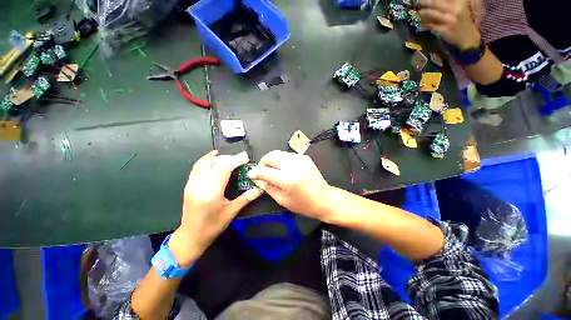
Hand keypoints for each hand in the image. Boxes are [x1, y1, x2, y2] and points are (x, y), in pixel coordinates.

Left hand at [169, 150, 262, 265]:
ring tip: (231, 158)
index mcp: (211, 192)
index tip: (246, 157)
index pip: (224, 169)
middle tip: (242, 159)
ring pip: (206, 163)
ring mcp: (192, 183)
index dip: (236, 160)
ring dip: (220, 158)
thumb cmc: (213, 226)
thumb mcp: (231, 212)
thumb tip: (260, 189)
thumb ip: (246, 198)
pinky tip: (214, 156)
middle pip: (216, 164)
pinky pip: (197, 166)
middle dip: (230, 158)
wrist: (191, 236)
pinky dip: (207, 159)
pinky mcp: (189, 184)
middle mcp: (200, 185)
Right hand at [247, 150, 333, 220]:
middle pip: (271, 156)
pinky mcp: (304, 157)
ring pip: (278, 153)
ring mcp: (300, 159)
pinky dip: (281, 160)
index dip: (255, 172)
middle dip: (263, 162)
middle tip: (262, 171)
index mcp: (287, 179)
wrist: (324, 198)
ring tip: (272, 170)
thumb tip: (257, 179)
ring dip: (271, 160)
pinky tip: (283, 169)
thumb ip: (268, 187)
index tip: (251, 174)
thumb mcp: (282, 200)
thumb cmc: (303, 204)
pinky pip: (287, 155)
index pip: (264, 171)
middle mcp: (293, 165)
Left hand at [419, 0, 480, 49]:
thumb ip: (447, 4)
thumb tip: (431, 2)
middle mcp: (455, 9)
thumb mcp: (458, 8)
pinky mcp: (444, 29)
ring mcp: (449, 19)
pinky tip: (420, 24)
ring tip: (415, 13)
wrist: (468, 37)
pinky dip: (424, 24)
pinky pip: (430, 25)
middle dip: (423, 2)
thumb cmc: (462, 22)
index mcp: (459, 1)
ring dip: (421, 14)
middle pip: (435, 3)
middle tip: (415, 2)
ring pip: (431, 14)